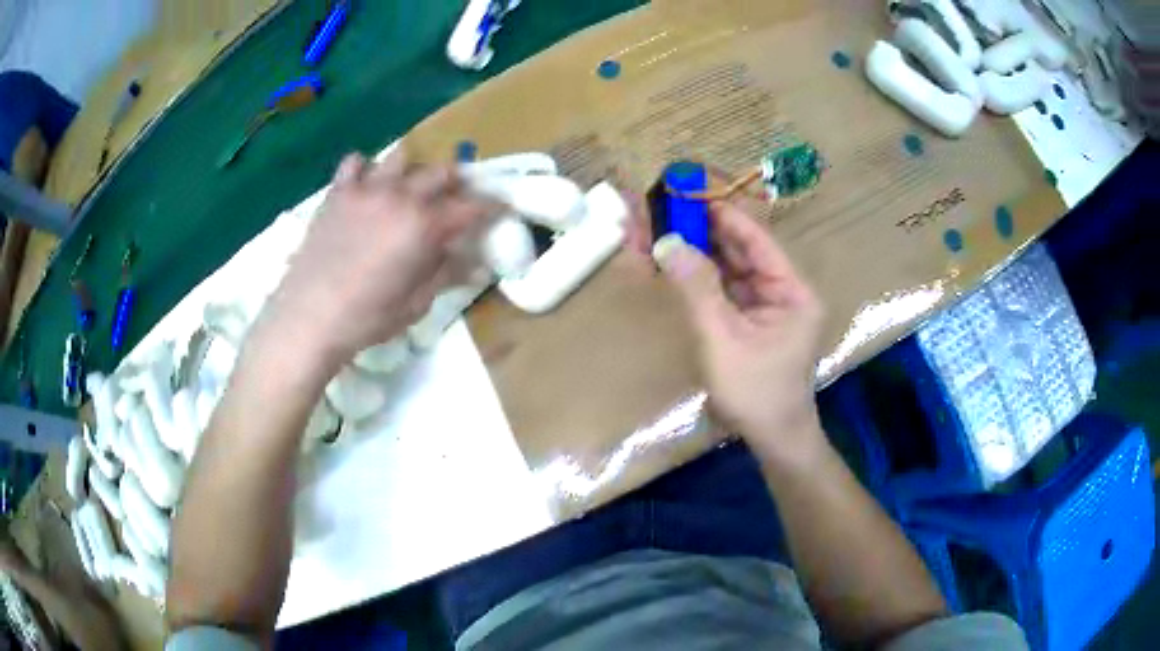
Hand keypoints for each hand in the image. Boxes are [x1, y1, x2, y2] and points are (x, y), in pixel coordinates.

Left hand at [259, 148, 496, 369]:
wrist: (309, 317)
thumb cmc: (367, 318)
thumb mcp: (416, 303)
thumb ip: (447, 274)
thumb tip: (477, 264)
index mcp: (425, 226)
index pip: (471, 206)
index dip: (491, 205)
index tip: (500, 207)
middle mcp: (401, 197)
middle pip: (440, 171)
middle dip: (454, 182)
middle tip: (451, 199)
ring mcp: (366, 189)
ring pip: (400, 156)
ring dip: (410, 170)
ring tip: (404, 190)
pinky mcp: (337, 193)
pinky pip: (355, 162)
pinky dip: (364, 170)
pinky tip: (363, 189)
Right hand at [653, 202, 825, 462]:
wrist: (771, 441)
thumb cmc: (756, 393)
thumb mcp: (723, 340)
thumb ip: (697, 289)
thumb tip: (666, 242)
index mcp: (792, 290)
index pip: (756, 238)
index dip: (721, 213)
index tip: (687, 192)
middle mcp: (781, 290)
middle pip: (738, 249)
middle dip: (698, 230)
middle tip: (661, 209)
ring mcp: (763, 306)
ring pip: (725, 268)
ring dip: (692, 251)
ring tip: (655, 229)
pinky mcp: (746, 321)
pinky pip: (719, 290)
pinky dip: (694, 277)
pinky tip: (668, 261)